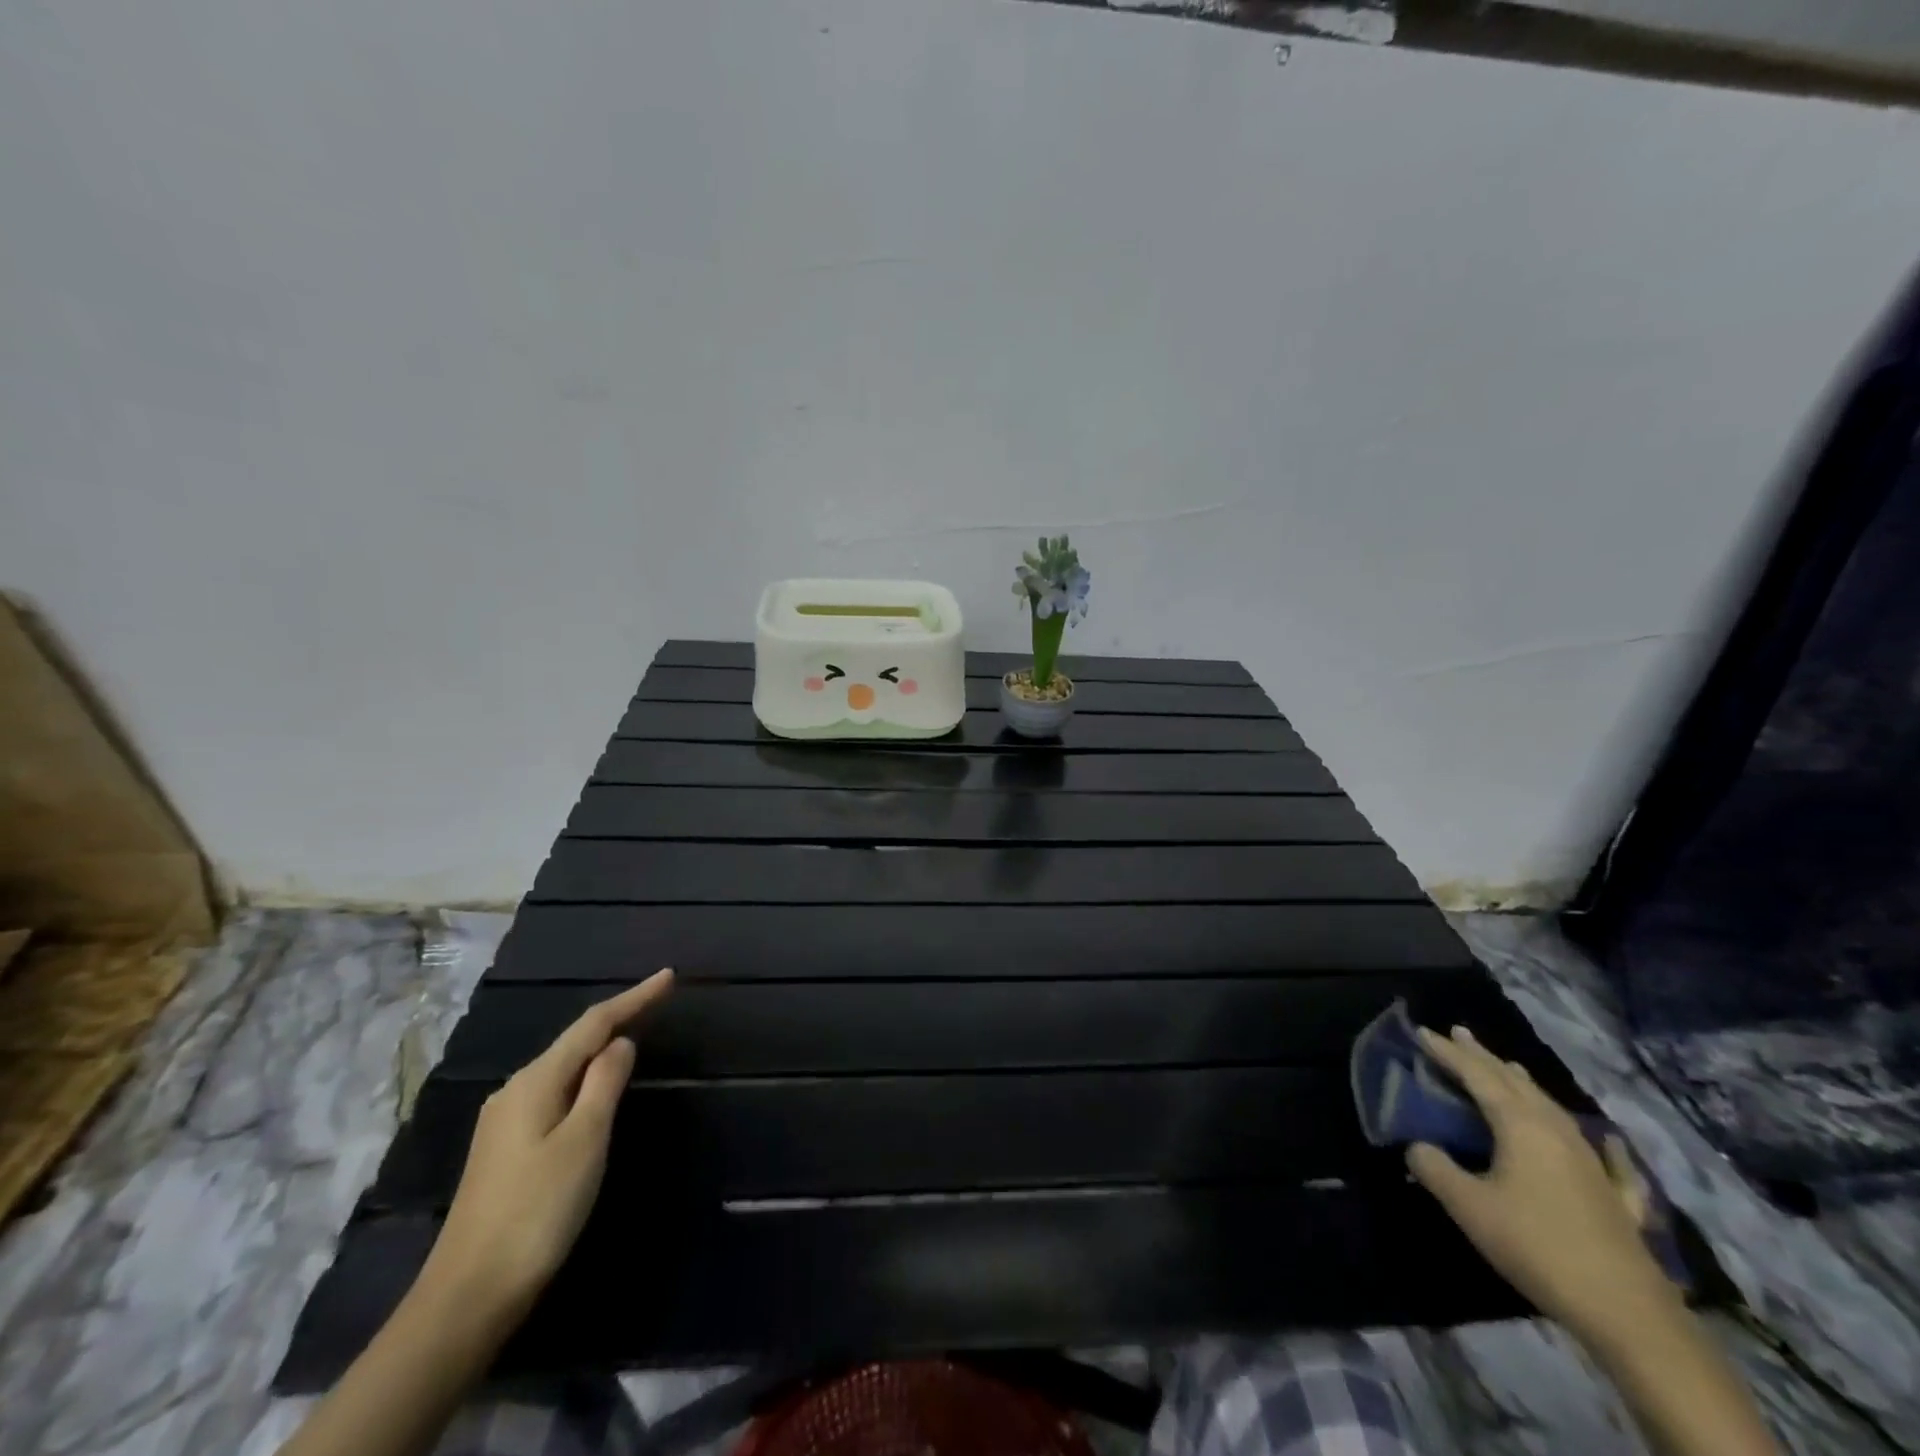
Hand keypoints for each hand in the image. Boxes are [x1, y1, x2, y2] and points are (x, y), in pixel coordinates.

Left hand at [422, 969, 673, 1317]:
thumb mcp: (584, 1141)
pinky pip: (554, 1093)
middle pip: (575, 1042)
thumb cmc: (537, 1211)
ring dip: (599, 1049)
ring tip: (634, 1034)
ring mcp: (505, 1122)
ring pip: (563, 1068)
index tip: (669, 977)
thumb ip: (604, 1084)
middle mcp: (515, 1091)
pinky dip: (583, 1079)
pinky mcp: (505, 1150)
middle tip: (657, 1001)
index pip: (593, 1025)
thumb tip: (620, 1043)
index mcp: (535, 1082)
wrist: (467, 1297)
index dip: (633, 998)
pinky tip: (594, 1088)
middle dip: (617, 1018)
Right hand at [1406, 1024, 1681, 1344]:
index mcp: (1521, 1125)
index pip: (1477, 1076)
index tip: (1422, 1032)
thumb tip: (1417, 1147)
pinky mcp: (1615, 1196)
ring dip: (1524, 1083)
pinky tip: (1606, 1141)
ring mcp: (1592, 1162)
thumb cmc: (1537, 1246)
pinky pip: (1602, 1154)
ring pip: (1552, 1108)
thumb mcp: (1469, 1206)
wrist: (1627, 1312)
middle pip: (1515, 1082)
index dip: (1448, 1053)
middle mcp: (1556, 1131)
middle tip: (1459, 1034)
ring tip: (1508, 1065)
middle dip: (1485, 1057)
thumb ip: (1435, 1168)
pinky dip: (1594, 1138)